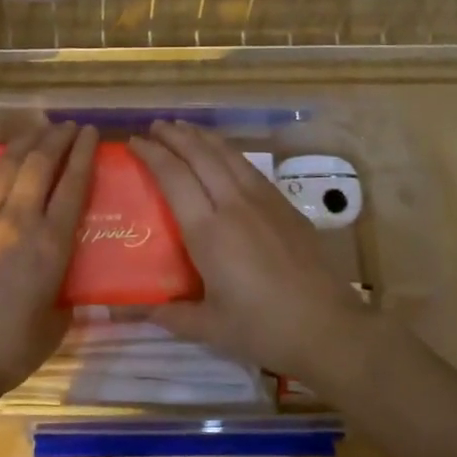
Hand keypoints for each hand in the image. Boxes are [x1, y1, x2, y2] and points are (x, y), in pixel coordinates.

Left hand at [0, 121, 97, 400]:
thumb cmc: (11, 348)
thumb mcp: (56, 325)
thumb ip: (66, 298)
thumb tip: (68, 289)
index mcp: (51, 245)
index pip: (73, 186)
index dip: (84, 155)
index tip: (92, 133)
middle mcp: (18, 221)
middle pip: (40, 166)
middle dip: (57, 139)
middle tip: (69, 126)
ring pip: (4, 167)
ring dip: (23, 143)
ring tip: (37, 128)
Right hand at [128, 120, 372, 391]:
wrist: (329, 328)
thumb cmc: (263, 329)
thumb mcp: (209, 328)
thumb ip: (168, 314)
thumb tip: (128, 310)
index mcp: (208, 232)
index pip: (174, 177)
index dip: (152, 154)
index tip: (134, 142)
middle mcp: (234, 205)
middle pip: (201, 155)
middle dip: (175, 136)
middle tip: (154, 127)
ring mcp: (264, 202)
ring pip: (229, 155)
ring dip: (203, 137)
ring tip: (185, 128)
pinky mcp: (286, 207)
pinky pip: (250, 168)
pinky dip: (229, 153)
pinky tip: (224, 155)